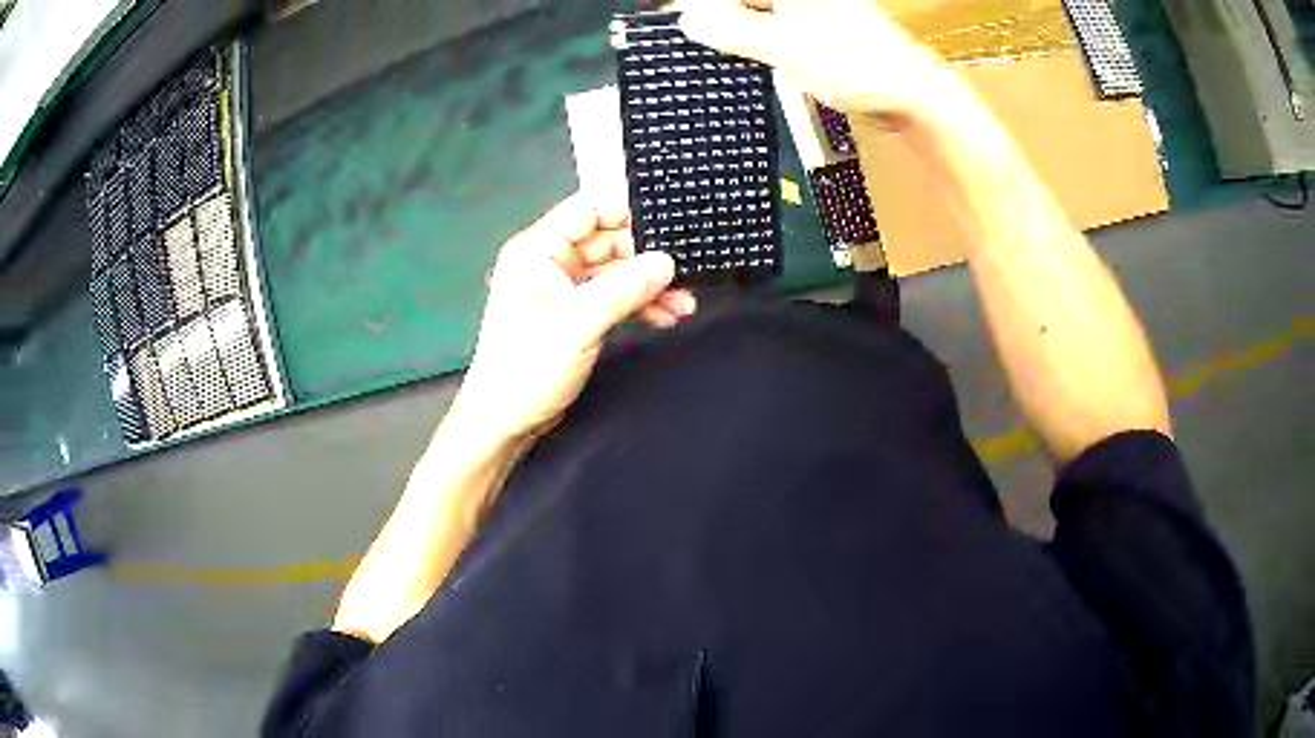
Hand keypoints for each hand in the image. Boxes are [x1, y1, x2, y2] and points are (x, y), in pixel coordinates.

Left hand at [452, 195, 696, 442]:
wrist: (505, 421)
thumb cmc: (529, 368)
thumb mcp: (579, 323)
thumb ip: (624, 289)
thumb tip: (667, 261)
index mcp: (537, 251)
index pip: (587, 211)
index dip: (626, 212)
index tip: (668, 222)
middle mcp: (549, 263)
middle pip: (607, 242)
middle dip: (646, 257)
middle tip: (685, 270)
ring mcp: (562, 290)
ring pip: (614, 272)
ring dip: (648, 285)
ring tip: (685, 302)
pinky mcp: (573, 315)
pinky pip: (612, 297)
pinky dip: (638, 304)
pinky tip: (666, 316)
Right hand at [680, 0, 953, 126]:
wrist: (913, 95)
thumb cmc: (858, 66)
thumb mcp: (786, 48)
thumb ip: (733, 30)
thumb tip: (687, 19)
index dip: (703, 8)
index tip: (682, 22)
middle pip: (746, 1)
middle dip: (720, 17)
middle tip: (695, 36)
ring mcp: (814, 9)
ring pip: (759, 11)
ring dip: (736, 27)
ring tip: (715, 46)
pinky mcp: (821, 29)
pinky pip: (775, 25)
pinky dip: (757, 37)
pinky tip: (749, 54)